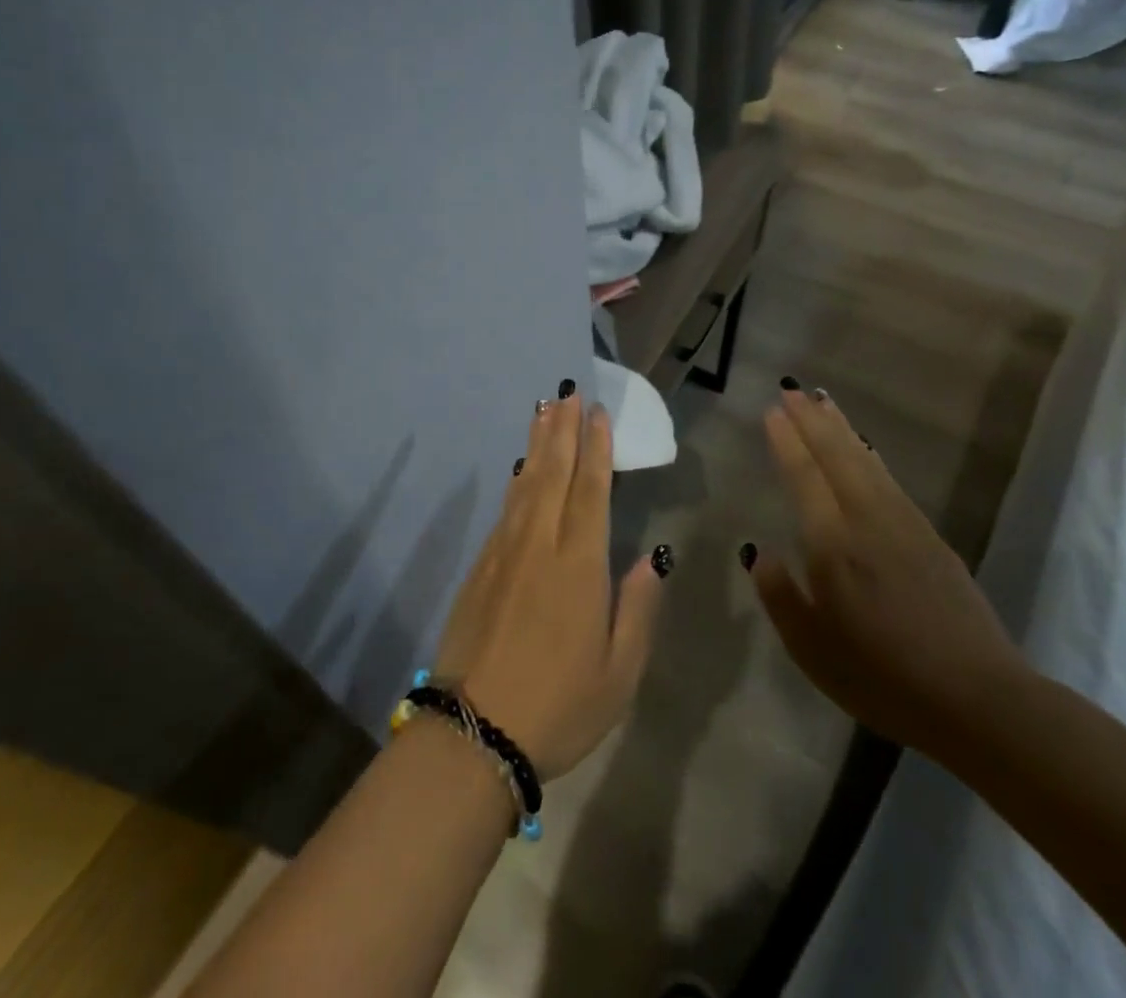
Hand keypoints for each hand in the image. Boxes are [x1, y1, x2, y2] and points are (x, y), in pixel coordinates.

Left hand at [431, 389, 664, 779]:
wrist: (473, 732)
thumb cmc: (559, 706)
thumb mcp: (620, 672)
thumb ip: (637, 608)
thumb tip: (652, 557)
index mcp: (579, 565)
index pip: (591, 490)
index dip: (595, 448)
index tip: (597, 413)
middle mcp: (540, 544)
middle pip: (554, 473)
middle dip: (562, 430)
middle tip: (567, 393)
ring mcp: (504, 552)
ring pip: (526, 484)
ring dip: (537, 445)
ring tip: (544, 412)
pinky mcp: (481, 566)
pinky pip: (506, 508)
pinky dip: (517, 481)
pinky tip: (521, 469)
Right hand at [749, 384, 1027, 759]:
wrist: (980, 701)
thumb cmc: (883, 679)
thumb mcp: (812, 650)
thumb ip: (780, 596)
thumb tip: (760, 552)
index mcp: (834, 546)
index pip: (805, 477)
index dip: (787, 442)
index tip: (772, 410)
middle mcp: (868, 522)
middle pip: (837, 457)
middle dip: (811, 421)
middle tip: (791, 390)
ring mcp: (905, 526)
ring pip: (866, 462)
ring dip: (841, 429)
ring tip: (822, 401)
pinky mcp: (931, 538)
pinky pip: (889, 480)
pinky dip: (869, 455)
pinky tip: (864, 450)